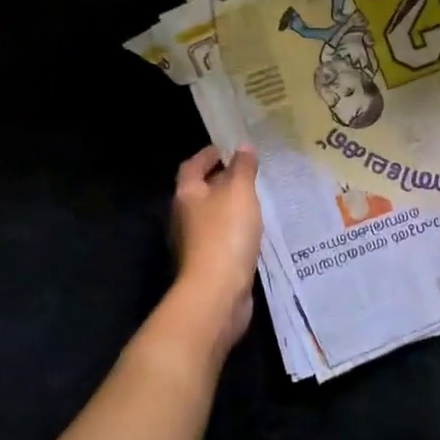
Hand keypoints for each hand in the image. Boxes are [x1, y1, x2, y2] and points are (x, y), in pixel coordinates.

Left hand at [166, 144, 261, 354]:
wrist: (217, 292)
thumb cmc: (225, 234)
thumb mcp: (239, 192)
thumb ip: (242, 168)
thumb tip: (242, 146)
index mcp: (187, 195)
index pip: (192, 166)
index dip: (208, 154)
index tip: (228, 148)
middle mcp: (184, 217)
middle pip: (200, 191)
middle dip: (220, 180)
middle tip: (248, 172)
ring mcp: (194, 243)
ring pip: (211, 216)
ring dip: (229, 206)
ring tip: (255, 200)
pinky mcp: (208, 264)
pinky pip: (221, 238)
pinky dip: (235, 230)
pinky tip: (253, 231)